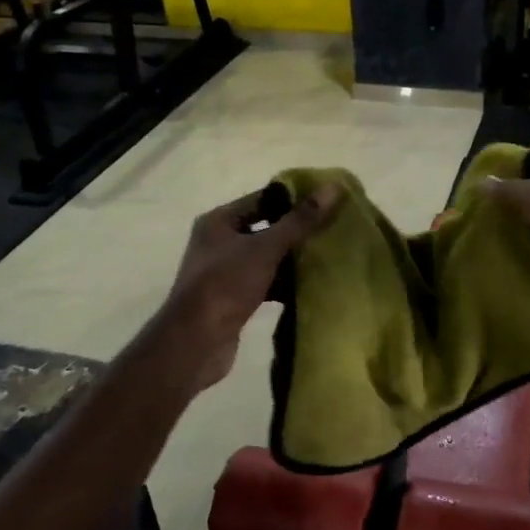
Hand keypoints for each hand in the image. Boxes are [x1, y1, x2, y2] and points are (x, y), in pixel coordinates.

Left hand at [156, 185, 339, 391]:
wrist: (196, 342)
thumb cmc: (226, 284)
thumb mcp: (266, 248)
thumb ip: (300, 220)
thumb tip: (333, 188)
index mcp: (219, 221)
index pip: (262, 199)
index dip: (294, 199)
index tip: (327, 201)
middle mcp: (218, 243)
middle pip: (265, 229)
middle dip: (297, 232)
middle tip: (333, 230)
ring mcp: (225, 273)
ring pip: (266, 259)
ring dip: (293, 261)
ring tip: (329, 257)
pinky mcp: (233, 300)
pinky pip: (265, 284)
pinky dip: (284, 285)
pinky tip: (311, 288)